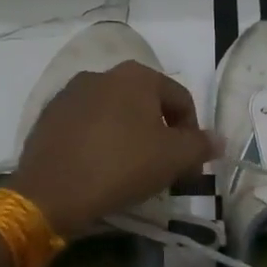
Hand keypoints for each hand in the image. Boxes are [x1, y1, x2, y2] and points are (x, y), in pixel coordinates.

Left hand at [9, 61, 217, 236]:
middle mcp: (102, 74)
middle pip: (146, 105)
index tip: (190, 166)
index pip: (180, 99)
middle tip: (165, 169)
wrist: (51, 192)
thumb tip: (218, 140)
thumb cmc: (121, 166)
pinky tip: (100, 169)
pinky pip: (86, 127)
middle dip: (161, 135)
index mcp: (136, 76)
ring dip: (130, 137)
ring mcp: (70, 94)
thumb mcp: (174, 158)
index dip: (193, 134)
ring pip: (114, 115)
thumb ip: (201, 145)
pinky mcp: (48, 117)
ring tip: (132, 171)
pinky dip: (100, 142)